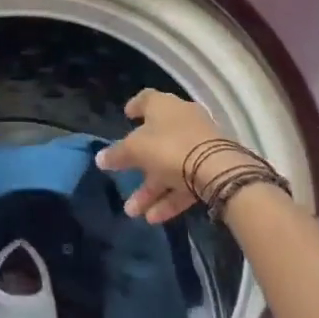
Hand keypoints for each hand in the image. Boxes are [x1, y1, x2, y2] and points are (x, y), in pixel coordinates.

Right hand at [95, 88, 256, 223]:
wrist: (218, 170)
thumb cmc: (170, 147)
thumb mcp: (136, 150)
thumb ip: (117, 154)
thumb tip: (100, 158)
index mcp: (164, 106)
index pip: (146, 99)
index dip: (134, 106)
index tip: (126, 115)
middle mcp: (182, 121)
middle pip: (156, 139)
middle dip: (137, 164)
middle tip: (122, 178)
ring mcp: (199, 145)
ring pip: (169, 166)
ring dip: (150, 189)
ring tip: (132, 211)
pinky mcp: (211, 168)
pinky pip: (184, 182)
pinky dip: (169, 198)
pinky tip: (153, 218)